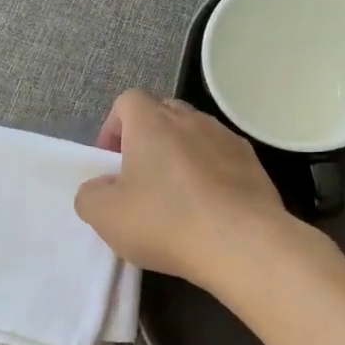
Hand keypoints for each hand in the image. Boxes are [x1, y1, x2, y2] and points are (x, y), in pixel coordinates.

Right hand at [74, 90, 290, 287]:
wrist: (242, 243)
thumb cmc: (166, 222)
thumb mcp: (106, 216)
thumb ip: (90, 195)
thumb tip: (100, 187)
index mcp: (152, 122)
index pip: (128, 101)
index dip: (114, 127)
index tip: (111, 163)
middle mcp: (192, 119)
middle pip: (164, 114)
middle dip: (148, 141)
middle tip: (141, 180)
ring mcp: (228, 139)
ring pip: (196, 137)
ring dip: (182, 158)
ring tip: (178, 199)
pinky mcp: (254, 164)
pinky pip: (223, 160)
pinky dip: (212, 176)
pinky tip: (210, 210)